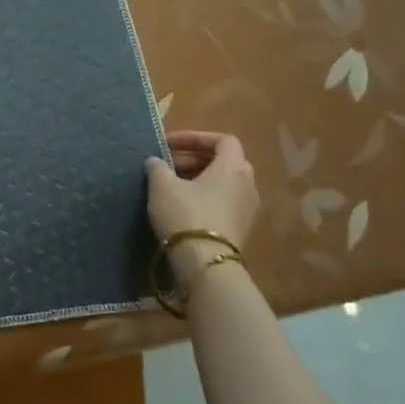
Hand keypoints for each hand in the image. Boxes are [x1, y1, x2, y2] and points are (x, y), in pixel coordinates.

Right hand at [145, 132, 258, 285]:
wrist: (205, 265)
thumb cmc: (186, 215)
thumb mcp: (162, 186)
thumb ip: (158, 167)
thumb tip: (156, 161)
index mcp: (233, 167)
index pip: (223, 140)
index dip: (195, 137)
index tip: (169, 144)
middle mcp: (248, 185)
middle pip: (225, 161)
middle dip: (195, 158)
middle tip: (168, 164)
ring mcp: (248, 209)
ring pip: (225, 183)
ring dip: (200, 179)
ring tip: (172, 185)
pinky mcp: (242, 229)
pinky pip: (225, 202)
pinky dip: (206, 197)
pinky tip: (183, 207)